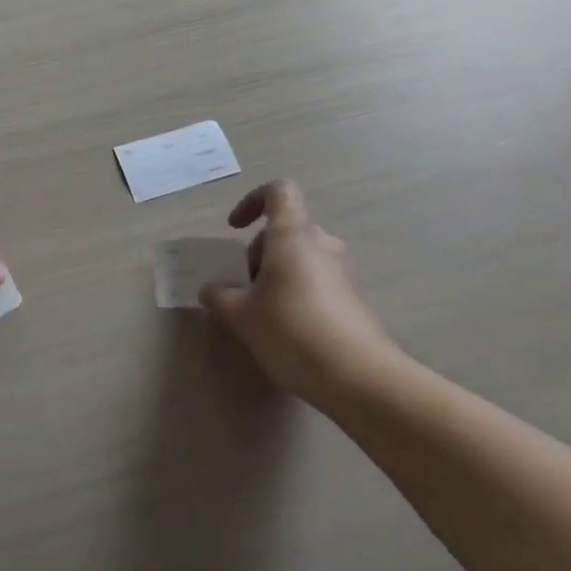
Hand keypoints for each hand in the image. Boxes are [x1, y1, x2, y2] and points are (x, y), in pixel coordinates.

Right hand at [198, 179, 402, 407]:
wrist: (361, 379)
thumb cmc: (292, 331)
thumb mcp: (242, 316)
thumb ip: (220, 298)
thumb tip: (210, 291)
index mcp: (293, 236)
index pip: (278, 192)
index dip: (252, 201)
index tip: (235, 229)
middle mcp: (322, 245)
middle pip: (285, 230)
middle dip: (258, 254)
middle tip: (244, 290)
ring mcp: (343, 272)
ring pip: (301, 258)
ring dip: (277, 276)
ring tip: (263, 314)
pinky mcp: (355, 300)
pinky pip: (318, 282)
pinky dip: (298, 294)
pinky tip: (290, 332)